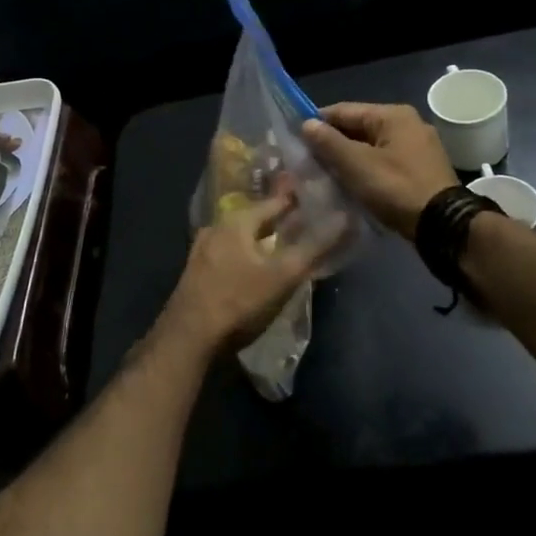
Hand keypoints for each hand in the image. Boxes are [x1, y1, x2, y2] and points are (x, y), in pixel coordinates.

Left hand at [158, 193, 339, 355]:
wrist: (189, 337)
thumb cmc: (240, 301)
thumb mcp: (283, 275)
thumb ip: (314, 247)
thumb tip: (346, 217)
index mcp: (236, 221)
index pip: (274, 202)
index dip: (296, 201)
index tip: (316, 198)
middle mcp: (216, 228)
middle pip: (254, 218)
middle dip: (277, 220)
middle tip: (302, 222)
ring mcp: (202, 250)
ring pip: (239, 236)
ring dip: (259, 238)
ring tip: (280, 244)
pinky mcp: (196, 273)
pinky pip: (228, 254)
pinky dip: (245, 254)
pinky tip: (253, 267)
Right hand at [300, 102, 456, 239]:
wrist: (443, 225)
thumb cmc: (396, 188)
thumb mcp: (357, 164)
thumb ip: (329, 142)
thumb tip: (306, 123)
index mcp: (392, 115)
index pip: (343, 110)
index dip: (317, 123)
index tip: (295, 139)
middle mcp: (408, 124)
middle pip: (358, 127)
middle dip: (333, 143)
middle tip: (307, 161)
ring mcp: (418, 147)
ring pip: (371, 146)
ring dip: (348, 158)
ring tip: (324, 175)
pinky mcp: (421, 169)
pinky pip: (384, 161)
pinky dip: (366, 169)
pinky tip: (351, 184)